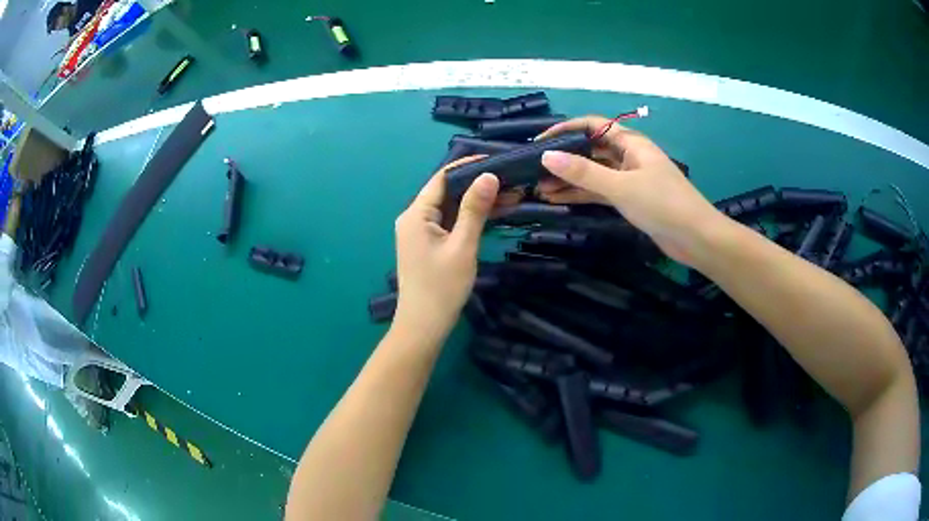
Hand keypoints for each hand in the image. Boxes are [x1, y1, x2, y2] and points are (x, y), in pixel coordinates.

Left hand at [393, 157, 499, 338]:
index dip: (468, 166)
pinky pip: (449, 222)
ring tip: (510, 194)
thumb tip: (489, 175)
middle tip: (510, 180)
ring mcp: (419, 232)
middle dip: (477, 184)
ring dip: (476, 201)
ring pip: (450, 207)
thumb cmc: (442, 287)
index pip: (442, 178)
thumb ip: (474, 210)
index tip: (496, 161)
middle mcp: (413, 218)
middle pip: (446, 191)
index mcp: (416, 214)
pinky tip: (494, 213)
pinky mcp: (427, 244)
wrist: (423, 326)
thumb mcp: (462, 246)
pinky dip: (469, 217)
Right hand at [536, 116, 725, 265]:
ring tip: (540, 188)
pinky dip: (582, 194)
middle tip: (534, 171)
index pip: (593, 126)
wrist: (697, 239)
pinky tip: (559, 199)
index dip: (565, 130)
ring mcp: (630, 179)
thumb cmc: (663, 205)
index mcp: (631, 143)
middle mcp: (629, 156)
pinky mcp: (631, 199)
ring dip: (570, 179)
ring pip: (594, 173)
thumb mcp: (621, 186)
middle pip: (591, 150)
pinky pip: (601, 191)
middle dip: (564, 159)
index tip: (539, 142)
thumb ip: (584, 172)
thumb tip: (547, 156)